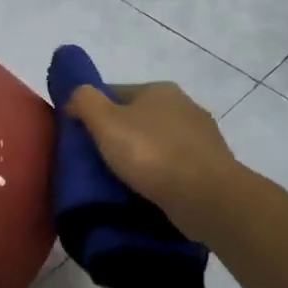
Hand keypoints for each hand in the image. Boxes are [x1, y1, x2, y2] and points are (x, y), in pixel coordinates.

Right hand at [65, 81, 239, 242]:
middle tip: (97, 162)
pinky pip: (175, 166)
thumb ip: (84, 101)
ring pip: (157, 142)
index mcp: (159, 90)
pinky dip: (161, 175)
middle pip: (137, 118)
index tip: (80, 139)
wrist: (207, 197)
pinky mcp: (212, 166)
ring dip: (142, 157)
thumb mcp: (105, 122)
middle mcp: (184, 105)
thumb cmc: (151, 154)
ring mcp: (202, 136)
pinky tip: (149, 191)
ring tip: (122, 181)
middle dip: (119, 136)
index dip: (93, 113)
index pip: (114, 93)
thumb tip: (75, 97)